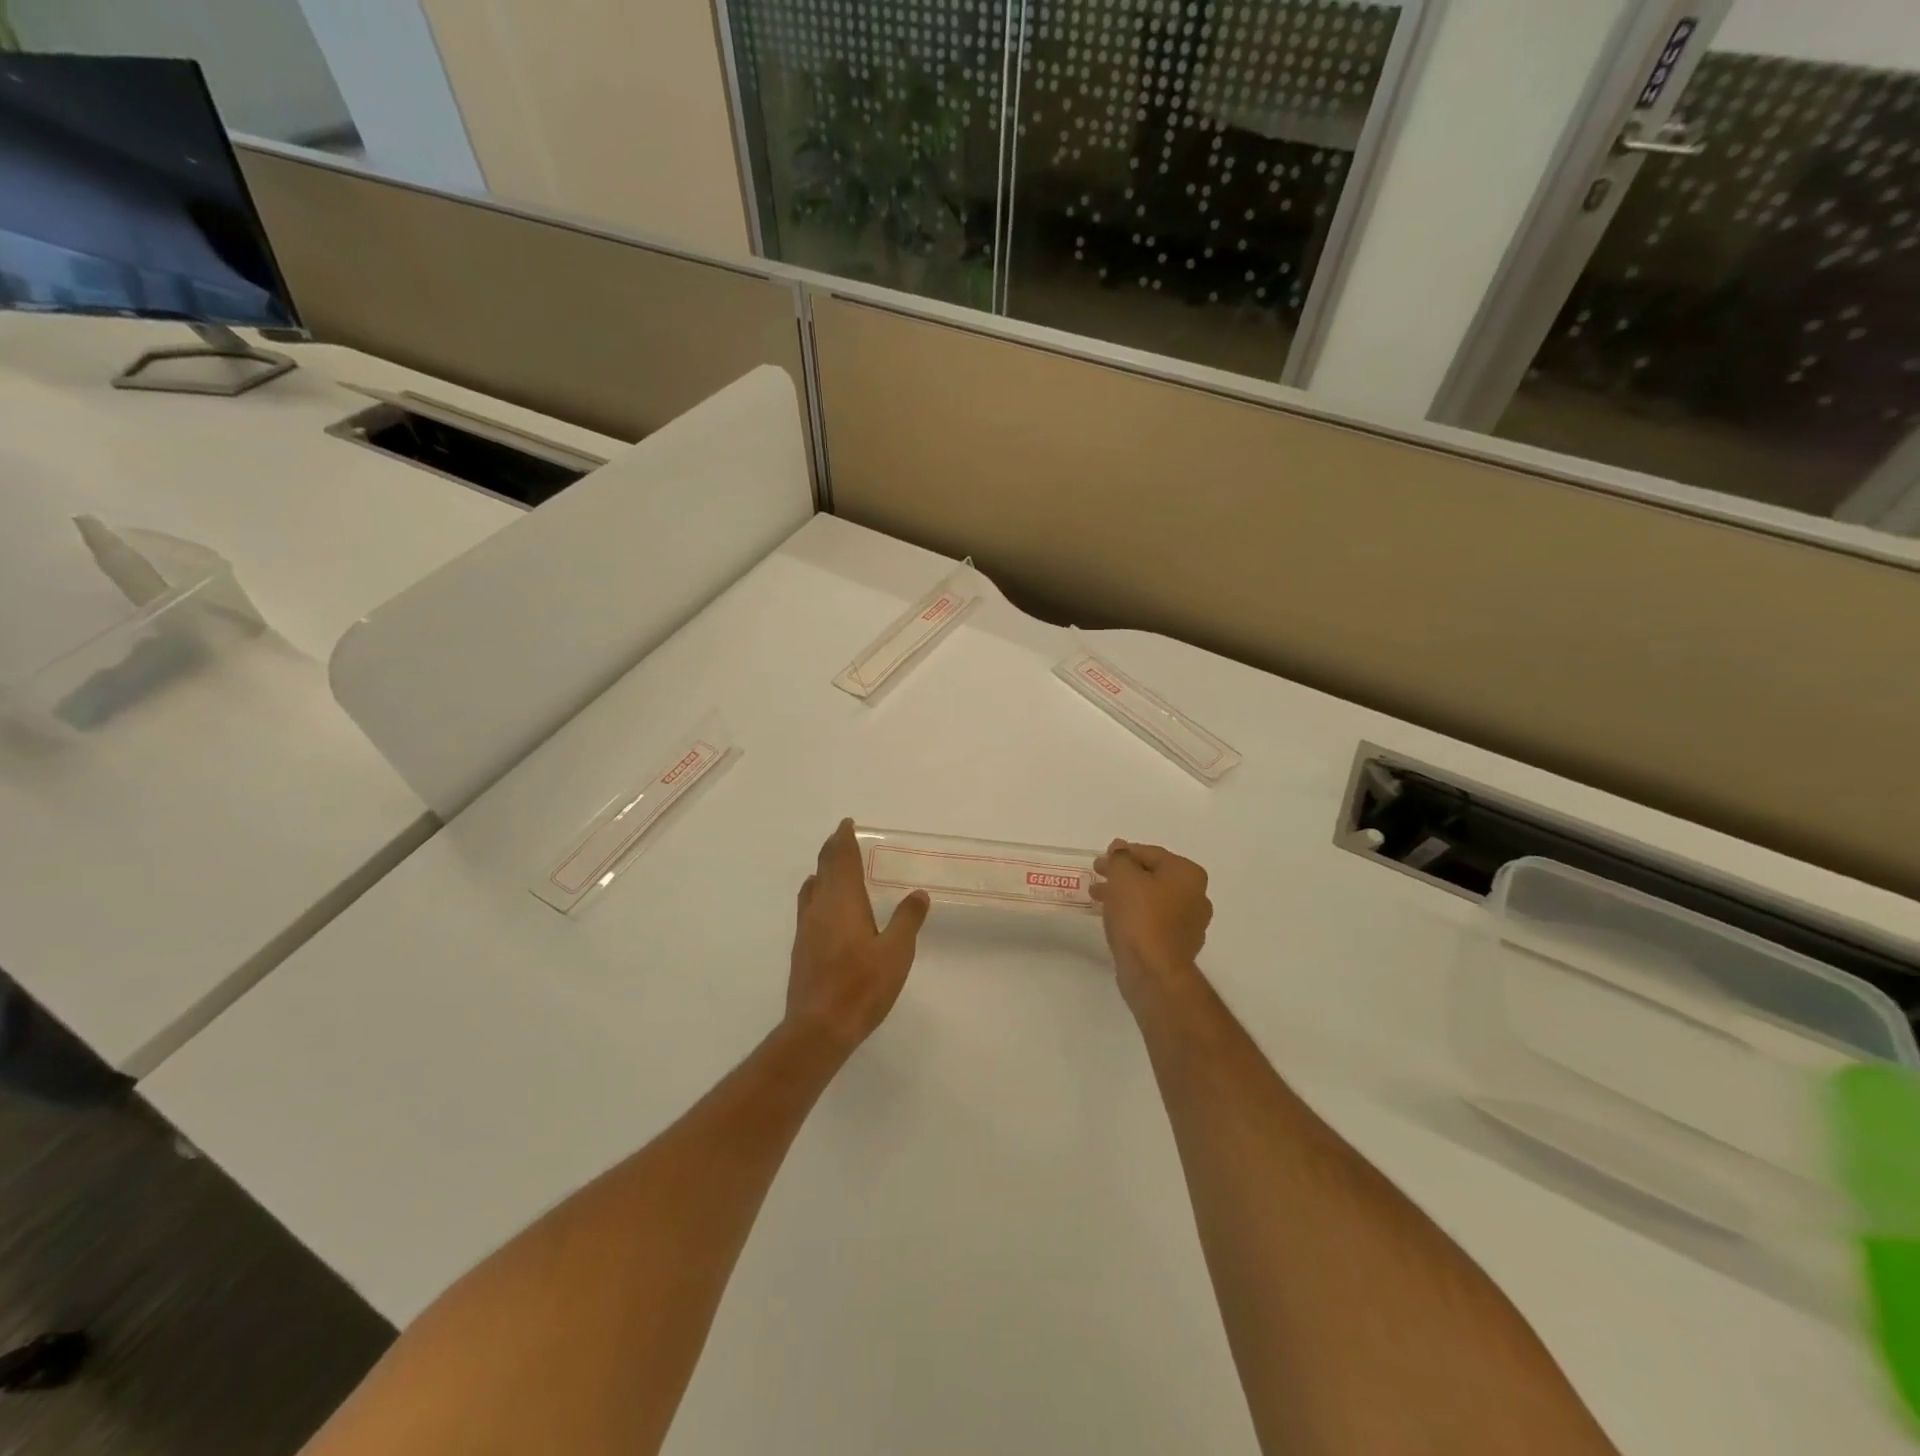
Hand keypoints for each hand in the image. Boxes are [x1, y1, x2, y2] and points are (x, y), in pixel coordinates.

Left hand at [787, 819, 929, 1052]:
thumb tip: (918, 894)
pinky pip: (809, 906)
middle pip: (824, 869)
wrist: (819, 1028)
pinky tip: (825, 907)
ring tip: (834, 867)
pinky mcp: (802, 948)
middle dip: (833, 849)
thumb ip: (907, 920)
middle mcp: (820, 908)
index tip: (847, 824)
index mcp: (843, 901)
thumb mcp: (896, 952)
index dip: (844, 840)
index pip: (842, 860)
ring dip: (823, 871)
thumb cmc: (862, 986)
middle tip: (842, 837)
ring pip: (813, 887)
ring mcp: (807, 928)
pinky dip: (818, 893)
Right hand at [1091, 841, 1211, 1011]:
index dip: (1122, 854)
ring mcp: (1190, 923)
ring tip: (1099, 899)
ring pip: (1152, 899)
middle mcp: (1196, 895)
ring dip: (1126, 895)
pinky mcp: (1179, 945)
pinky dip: (1135, 915)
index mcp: (1188, 874)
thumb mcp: (1123, 877)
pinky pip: (1154, 921)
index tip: (1100, 861)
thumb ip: (1120, 858)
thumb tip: (1120, 848)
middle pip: (1153, 876)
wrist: (1153, 971)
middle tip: (1098, 877)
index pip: (1151, 853)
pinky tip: (1116, 919)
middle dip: (1123, 876)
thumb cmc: (1140, 916)